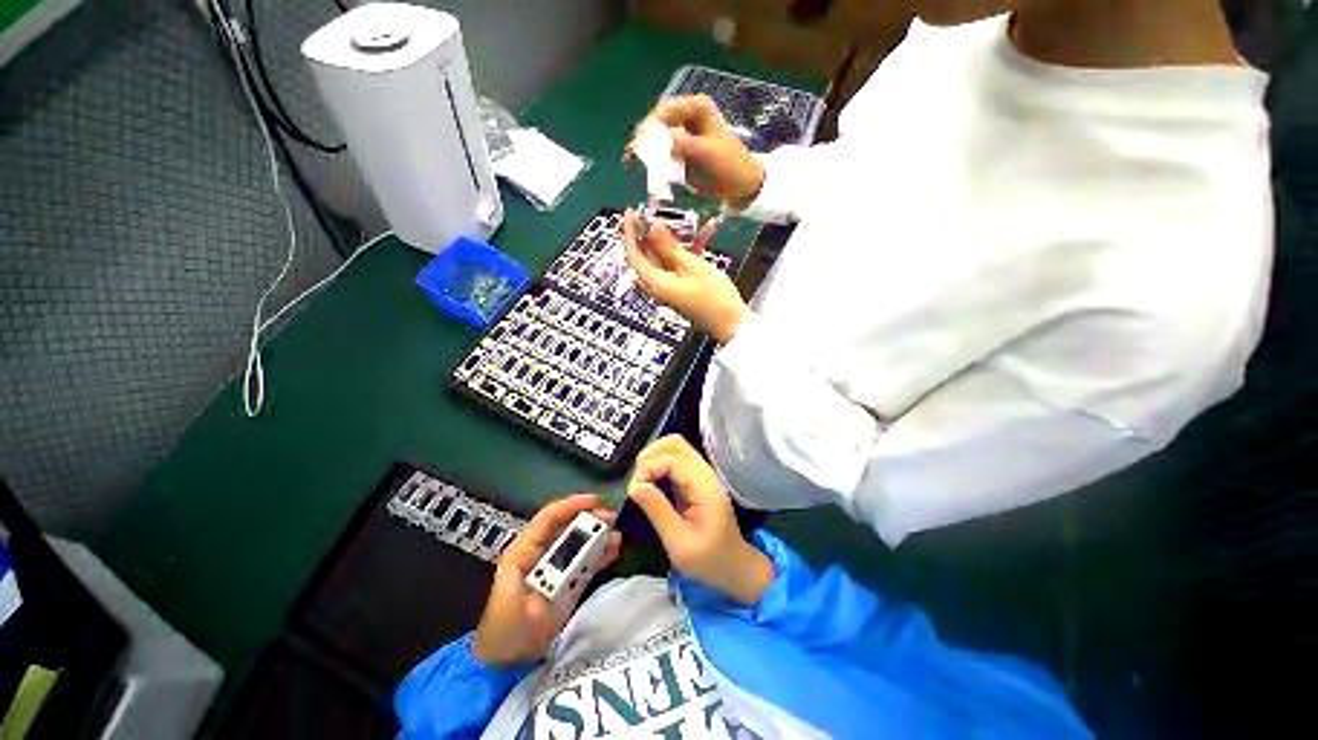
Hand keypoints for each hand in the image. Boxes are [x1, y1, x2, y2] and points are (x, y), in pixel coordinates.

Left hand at [472, 494, 622, 666]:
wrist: (506, 659)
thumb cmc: (505, 626)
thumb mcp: (515, 595)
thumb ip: (545, 574)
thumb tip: (572, 552)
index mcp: (525, 549)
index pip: (549, 517)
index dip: (571, 505)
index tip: (595, 501)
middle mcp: (543, 552)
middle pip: (569, 526)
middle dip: (590, 518)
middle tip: (611, 519)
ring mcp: (558, 566)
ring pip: (581, 541)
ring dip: (599, 535)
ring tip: (616, 535)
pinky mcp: (569, 581)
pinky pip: (587, 560)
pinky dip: (601, 553)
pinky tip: (614, 549)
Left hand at [623, 211, 748, 344]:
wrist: (731, 322)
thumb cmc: (713, 297)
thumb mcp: (691, 266)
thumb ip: (669, 247)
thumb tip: (652, 229)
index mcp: (655, 283)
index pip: (634, 255)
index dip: (630, 233)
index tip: (631, 212)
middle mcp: (658, 285)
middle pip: (647, 255)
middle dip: (651, 232)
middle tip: (657, 211)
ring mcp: (671, 287)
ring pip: (665, 258)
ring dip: (674, 239)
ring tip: (683, 218)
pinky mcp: (683, 286)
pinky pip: (680, 265)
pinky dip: (688, 250)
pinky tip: (705, 233)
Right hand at [626, 436, 773, 606]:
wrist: (734, 567)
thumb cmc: (708, 560)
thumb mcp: (678, 543)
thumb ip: (657, 510)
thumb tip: (634, 486)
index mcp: (704, 486)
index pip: (672, 458)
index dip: (648, 467)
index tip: (634, 491)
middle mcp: (704, 473)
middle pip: (675, 443)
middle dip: (649, 456)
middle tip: (637, 483)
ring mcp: (701, 474)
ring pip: (674, 447)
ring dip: (653, 458)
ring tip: (641, 482)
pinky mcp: (696, 479)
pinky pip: (675, 460)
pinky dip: (658, 464)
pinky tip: (650, 482)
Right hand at [629, 94, 764, 207]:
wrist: (742, 186)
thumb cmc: (730, 165)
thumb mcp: (707, 153)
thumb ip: (684, 144)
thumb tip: (660, 139)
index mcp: (696, 108)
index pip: (665, 110)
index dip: (649, 125)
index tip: (638, 143)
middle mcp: (687, 118)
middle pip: (657, 124)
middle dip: (644, 139)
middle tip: (631, 155)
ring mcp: (683, 136)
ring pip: (657, 140)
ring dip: (647, 151)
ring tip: (633, 161)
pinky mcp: (681, 154)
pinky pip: (663, 156)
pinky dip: (655, 163)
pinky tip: (647, 169)